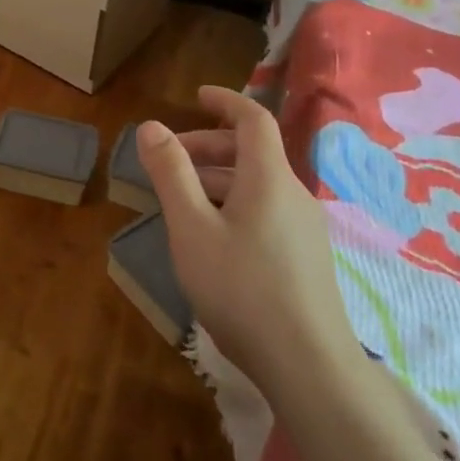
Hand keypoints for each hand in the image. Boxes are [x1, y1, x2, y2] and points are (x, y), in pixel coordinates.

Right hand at [137, 86, 359, 389]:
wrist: (308, 365)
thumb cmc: (240, 288)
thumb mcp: (191, 228)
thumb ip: (171, 174)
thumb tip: (152, 126)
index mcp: (269, 178)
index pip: (253, 119)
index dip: (225, 101)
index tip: (196, 95)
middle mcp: (293, 194)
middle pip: (253, 152)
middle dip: (209, 145)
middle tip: (170, 159)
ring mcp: (305, 228)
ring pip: (258, 184)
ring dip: (218, 178)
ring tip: (180, 200)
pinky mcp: (306, 257)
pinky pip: (266, 210)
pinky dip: (234, 203)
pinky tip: (211, 236)